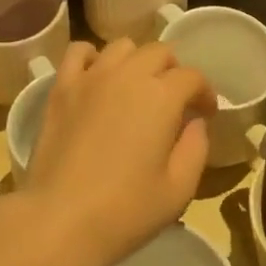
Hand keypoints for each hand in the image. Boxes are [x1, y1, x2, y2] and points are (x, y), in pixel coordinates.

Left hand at [16, 38, 215, 265]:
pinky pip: (80, 51)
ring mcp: (91, 76)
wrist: (60, 219)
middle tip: (174, 101)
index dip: (205, 92)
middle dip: (174, 71)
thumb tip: (196, 122)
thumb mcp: (178, 190)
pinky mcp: (62, 86)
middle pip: (159, 51)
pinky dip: (93, 57)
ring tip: (137, 88)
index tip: (206, 113)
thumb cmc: (125, 210)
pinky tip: (98, 78)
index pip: (192, 77)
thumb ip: (196, 149)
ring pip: (122, 46)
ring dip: (137, 61)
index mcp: (161, 97)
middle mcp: (128, 74)